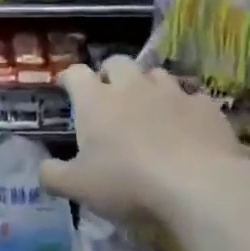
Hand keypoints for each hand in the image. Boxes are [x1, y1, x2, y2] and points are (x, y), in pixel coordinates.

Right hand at [41, 58, 245, 223]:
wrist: (199, 185)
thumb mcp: (77, 187)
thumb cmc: (127, 182)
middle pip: (117, 63)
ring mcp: (172, 93)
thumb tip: (43, 168)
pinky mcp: (206, 107)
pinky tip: (186, 127)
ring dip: (147, 86)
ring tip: (148, 109)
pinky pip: (191, 97)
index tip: (67, 88)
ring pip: (156, 74)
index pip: (75, 73)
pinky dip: (183, 107)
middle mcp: (132, 87)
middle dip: (110, 74)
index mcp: (95, 101)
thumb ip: (53, 175)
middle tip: (108, 97)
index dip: (69, 78)